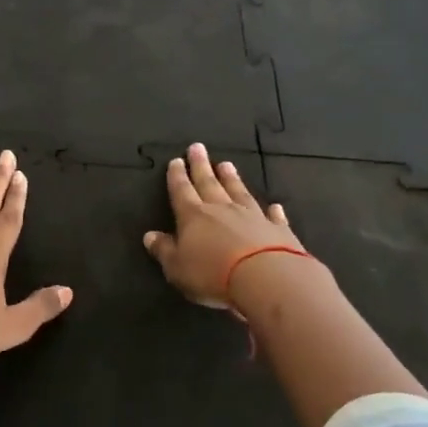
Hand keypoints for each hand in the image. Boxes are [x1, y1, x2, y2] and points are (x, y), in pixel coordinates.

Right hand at [143, 143, 309, 309]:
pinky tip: (274, 205)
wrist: (266, 279)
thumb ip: (163, 250)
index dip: (177, 176)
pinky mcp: (278, 230)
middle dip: (201, 166)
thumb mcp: (177, 267)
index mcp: (193, 216)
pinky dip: (272, 210)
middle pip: (209, 183)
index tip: (175, 161)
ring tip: (227, 164)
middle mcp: (222, 209)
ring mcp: (252, 217)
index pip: (181, 191)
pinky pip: (273, 216)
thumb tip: (149, 236)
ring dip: (232, 179)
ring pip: (239, 192)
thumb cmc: (213, 274)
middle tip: (197, 147)